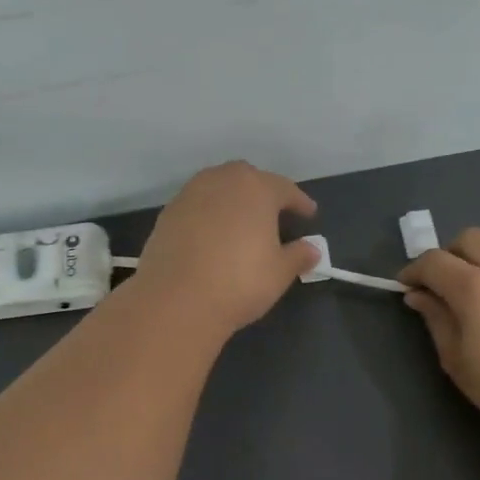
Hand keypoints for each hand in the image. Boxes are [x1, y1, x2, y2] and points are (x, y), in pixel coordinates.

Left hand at [128, 162, 319, 336]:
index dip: (299, 202)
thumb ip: (299, 255)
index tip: (309, 214)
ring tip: (241, 223)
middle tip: (273, 215)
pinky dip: (209, 215)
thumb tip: (312, 249)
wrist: (176, 300)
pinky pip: (197, 206)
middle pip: (248, 179)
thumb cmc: (239, 282)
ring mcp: (190, 194)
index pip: (285, 189)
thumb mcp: (279, 272)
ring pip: (218, 188)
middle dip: (262, 193)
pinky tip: (213, 236)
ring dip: (232, 201)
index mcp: (256, 188)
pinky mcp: (167, 214)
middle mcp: (222, 181)